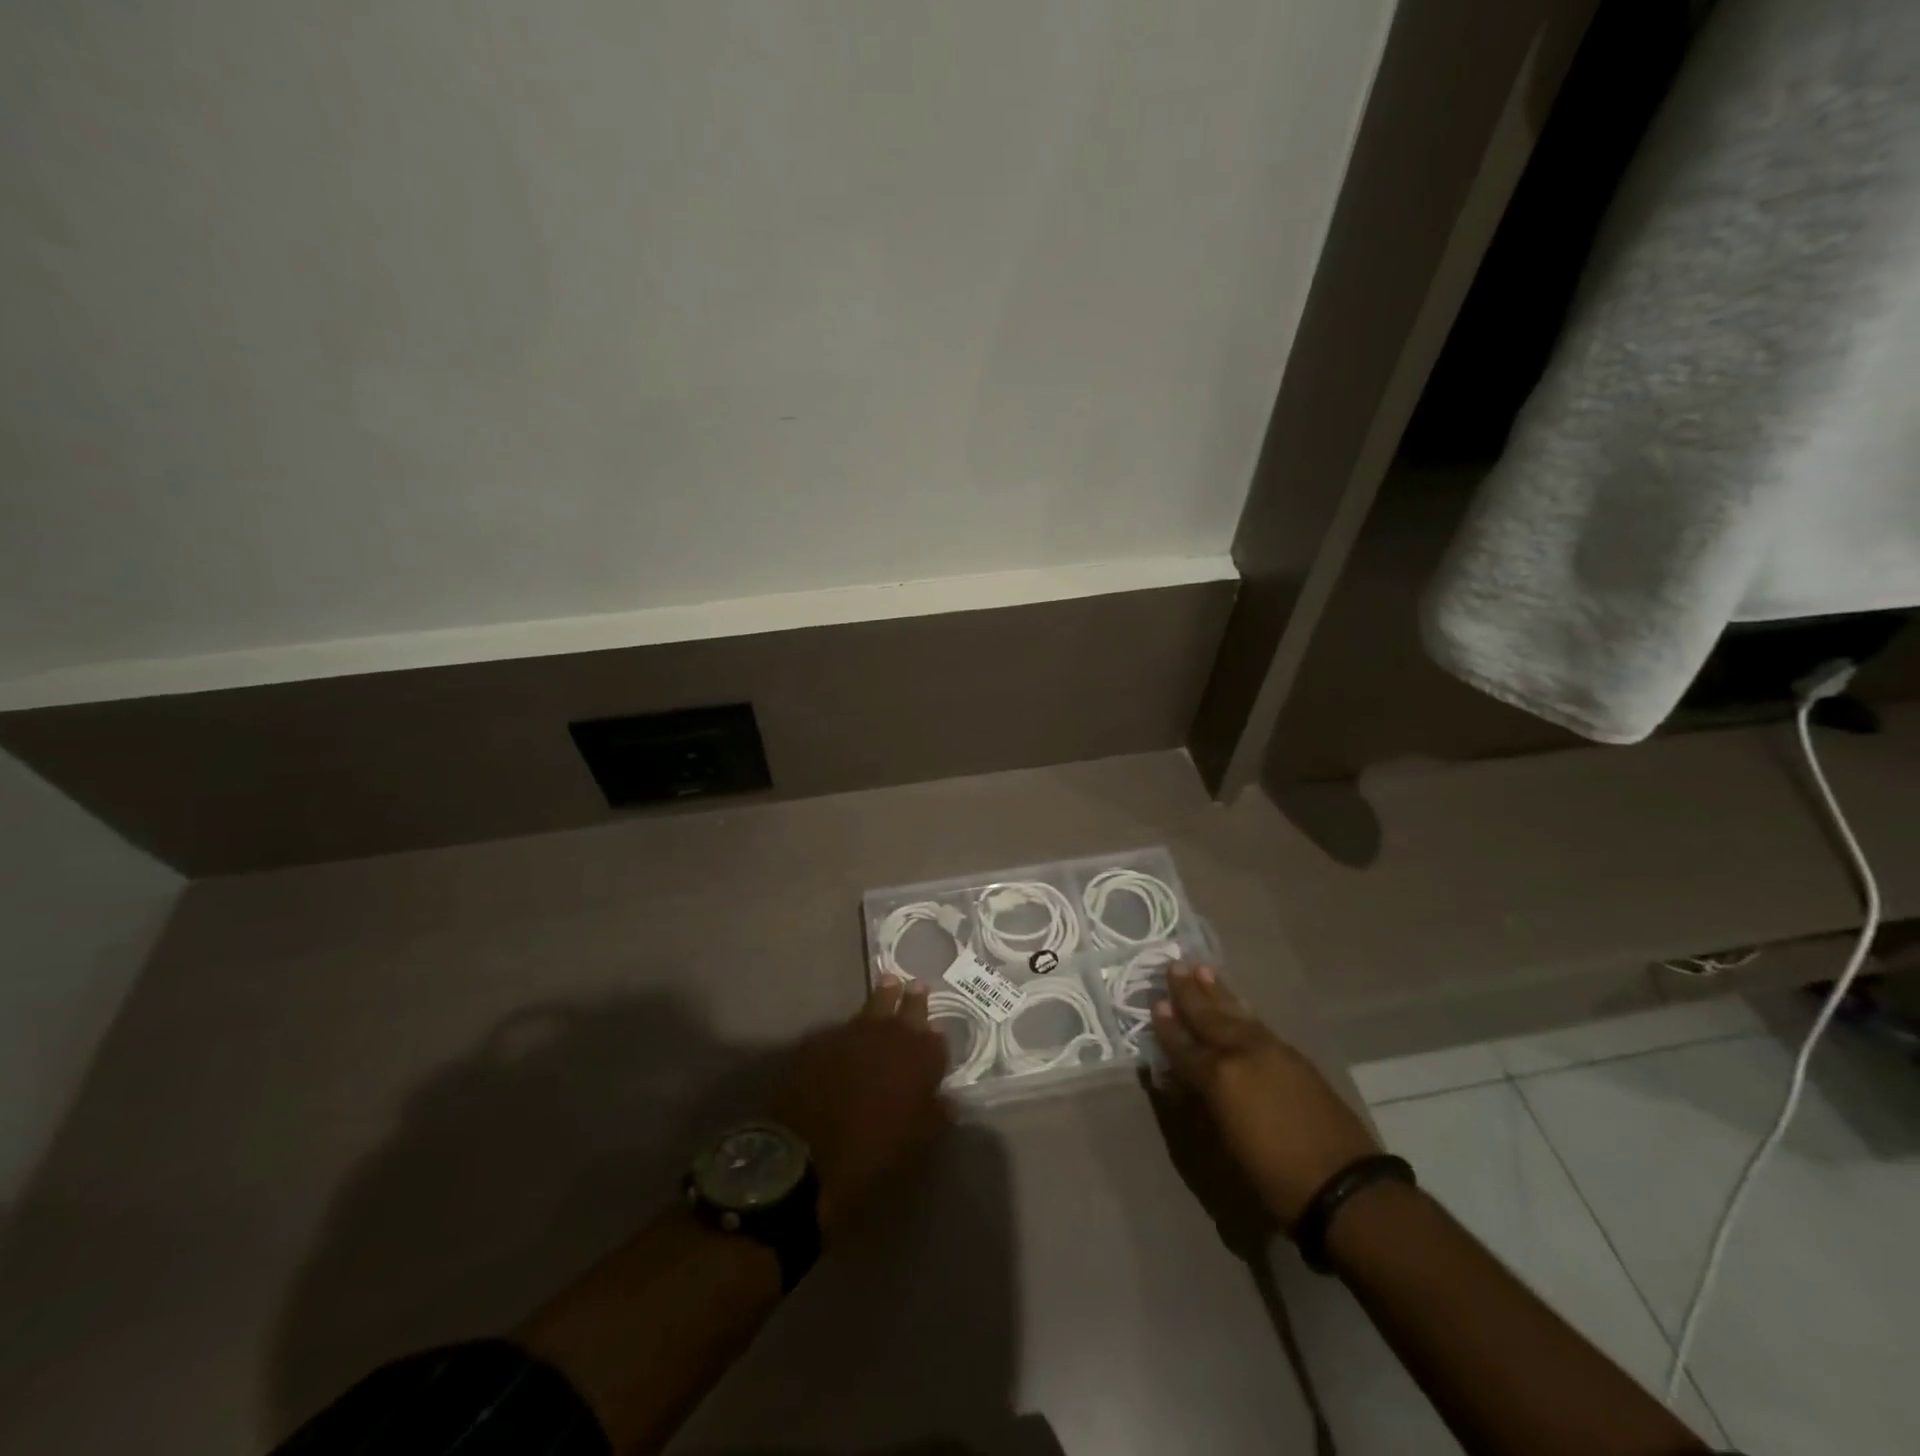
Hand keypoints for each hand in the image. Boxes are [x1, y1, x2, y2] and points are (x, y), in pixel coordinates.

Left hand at [775, 977, 949, 1239]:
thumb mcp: (917, 1142)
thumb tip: (946, 1101)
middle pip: (907, 1008)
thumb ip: (935, 1114)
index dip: (935, 1040)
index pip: (937, 1040)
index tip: (934, 1034)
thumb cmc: (873, 1153)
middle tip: (915, 984)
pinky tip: (848, 1036)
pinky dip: (850, 1030)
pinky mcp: (821, 1039)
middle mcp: (891, 1035)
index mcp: (920, 1059)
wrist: (807, 1156)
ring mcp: (854, 1032)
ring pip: (873, 1006)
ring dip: (883, 998)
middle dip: (913, 999)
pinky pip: (842, 1028)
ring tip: (888, 985)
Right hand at [1152, 965, 1379, 1231]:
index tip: (1155, 1002)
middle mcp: (1242, 1054)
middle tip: (1175, 965)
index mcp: (1220, 1077)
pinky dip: (1241, 1010)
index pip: (1184, 1046)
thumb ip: (1201, 1106)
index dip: (1168, 1026)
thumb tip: (1181, 1082)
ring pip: (1236, 1014)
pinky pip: (1257, 1024)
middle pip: (1210, 1017)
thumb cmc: (1275, 1178)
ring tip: (1203, 969)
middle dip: (1190, 993)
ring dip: (1217, 992)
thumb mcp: (1225, 1148)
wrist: (1345, 1186)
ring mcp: (1272, 1051)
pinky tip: (1236, 1004)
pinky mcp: (1296, 1058)